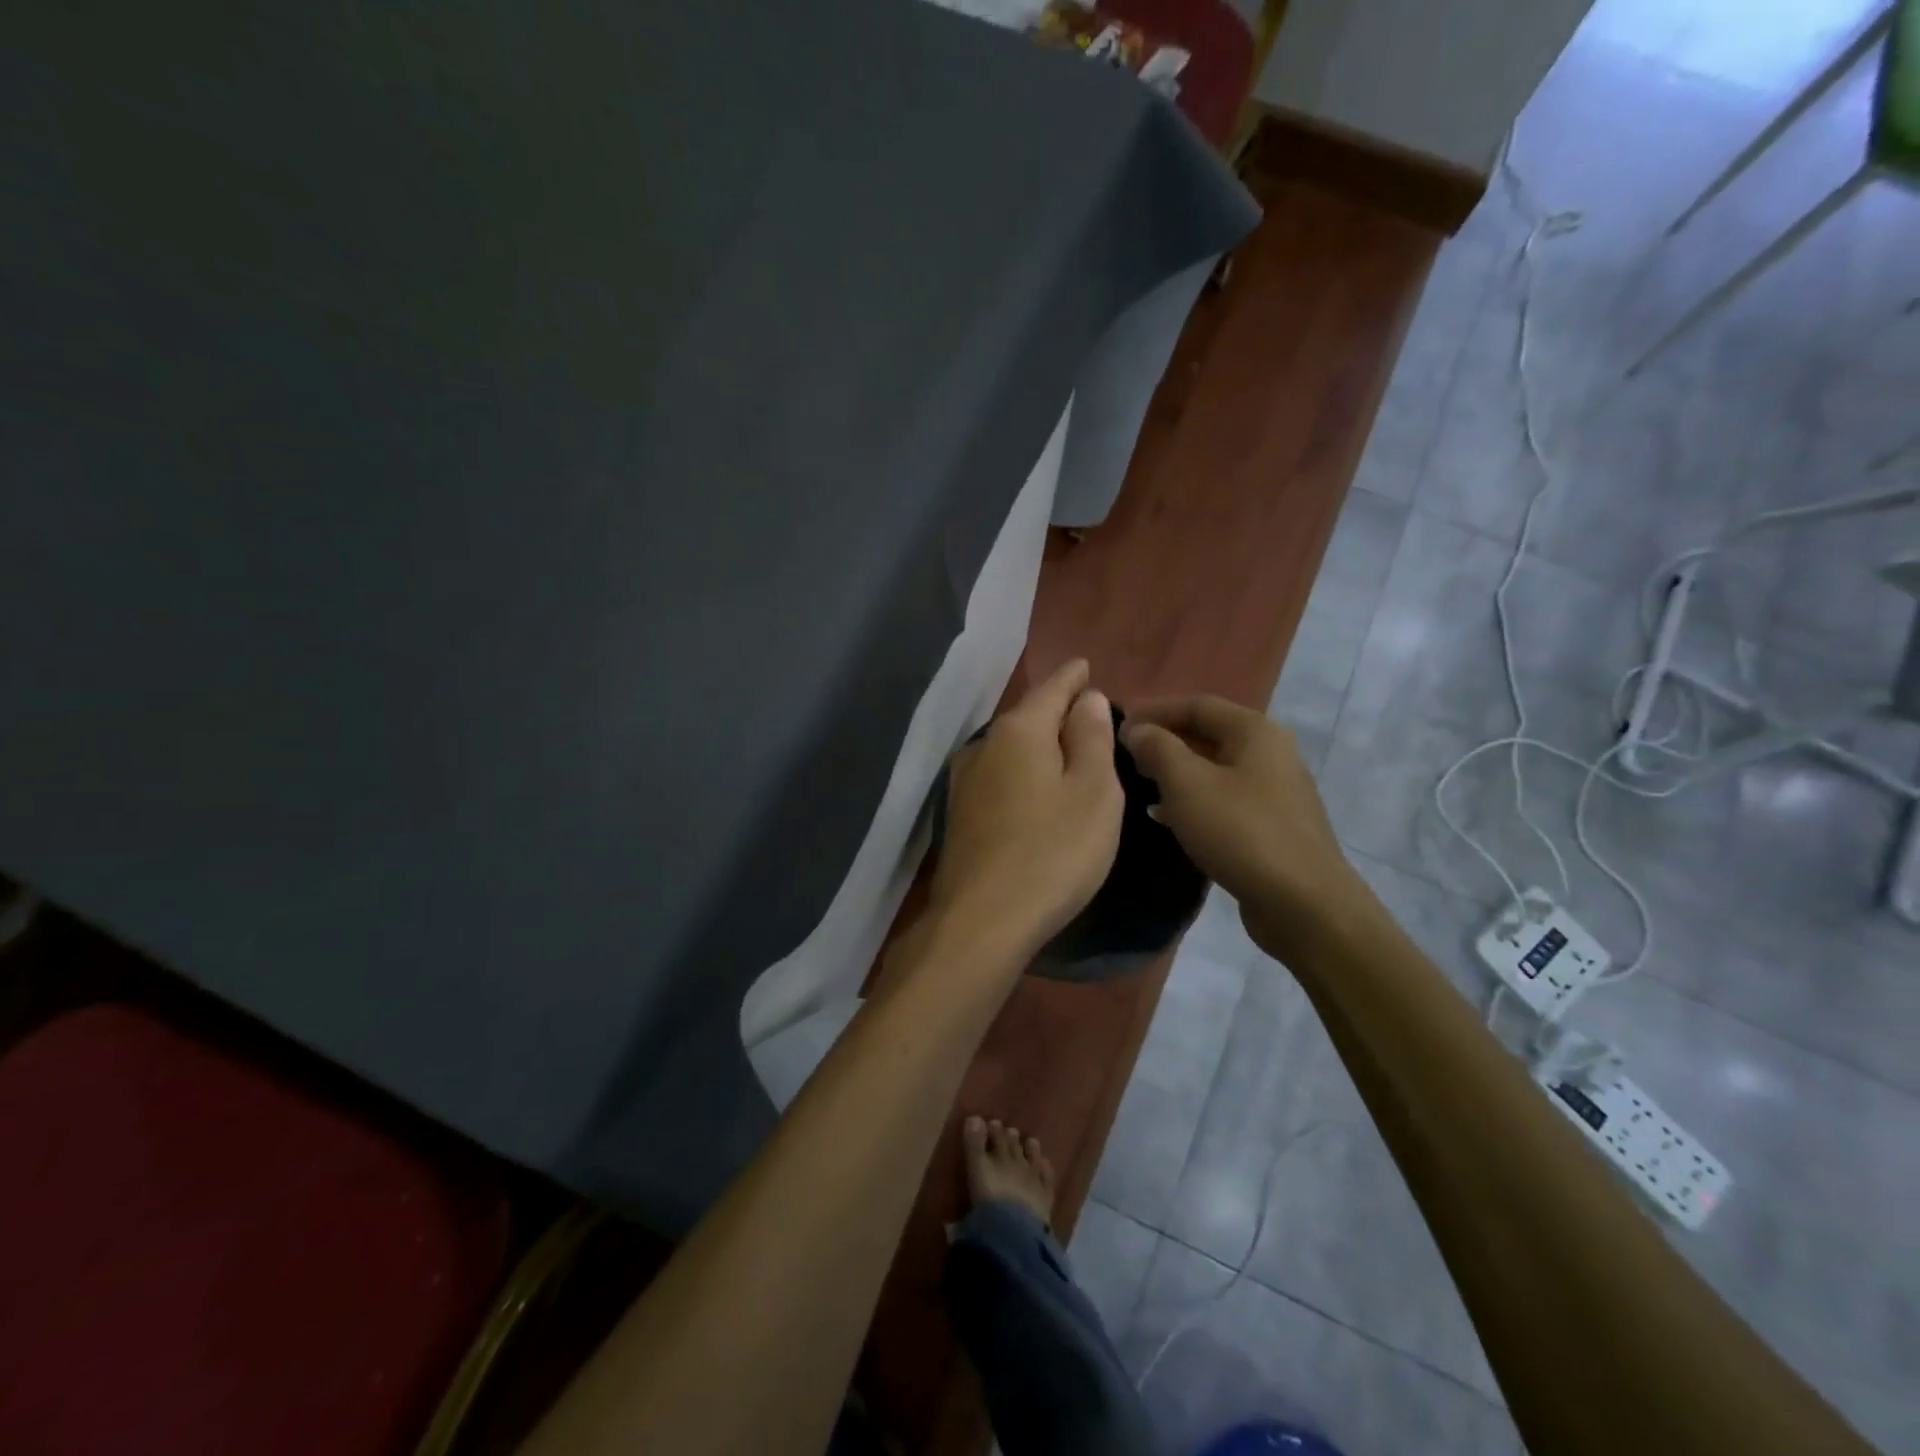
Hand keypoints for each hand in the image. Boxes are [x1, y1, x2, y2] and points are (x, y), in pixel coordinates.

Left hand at [930, 659, 1124, 957]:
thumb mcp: (1093, 792)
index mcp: (1020, 731)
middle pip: (1028, 716)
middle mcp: (984, 746)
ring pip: (1011, 747)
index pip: (1053, 688)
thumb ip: (1091, 737)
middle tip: (1088, 711)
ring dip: (1038, 743)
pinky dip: (1023, 771)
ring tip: (1067, 747)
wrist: (983, 920)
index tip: (1086, 665)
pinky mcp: (960, 813)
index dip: (1073, 676)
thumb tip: (1086, 697)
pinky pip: (1000, 775)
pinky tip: (1035, 786)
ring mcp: (965, 780)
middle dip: (1057, 710)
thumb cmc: (1053, 852)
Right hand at [1121, 695, 1365, 959]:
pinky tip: (1166, 818)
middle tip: (1124, 757)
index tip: (1117, 727)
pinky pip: (1225, 799)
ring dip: (1176, 773)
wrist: (1303, 903)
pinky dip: (1193, 800)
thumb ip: (1157, 749)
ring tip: (1139, 784)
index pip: (1197, 704)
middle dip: (1164, 742)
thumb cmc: (1241, 832)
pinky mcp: (1273, 825)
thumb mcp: (1187, 784)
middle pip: (1208, 734)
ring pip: (1215, 769)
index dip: (1154, 711)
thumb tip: (1138, 730)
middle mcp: (1271, 753)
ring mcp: (1275, 791)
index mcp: (1255, 731)